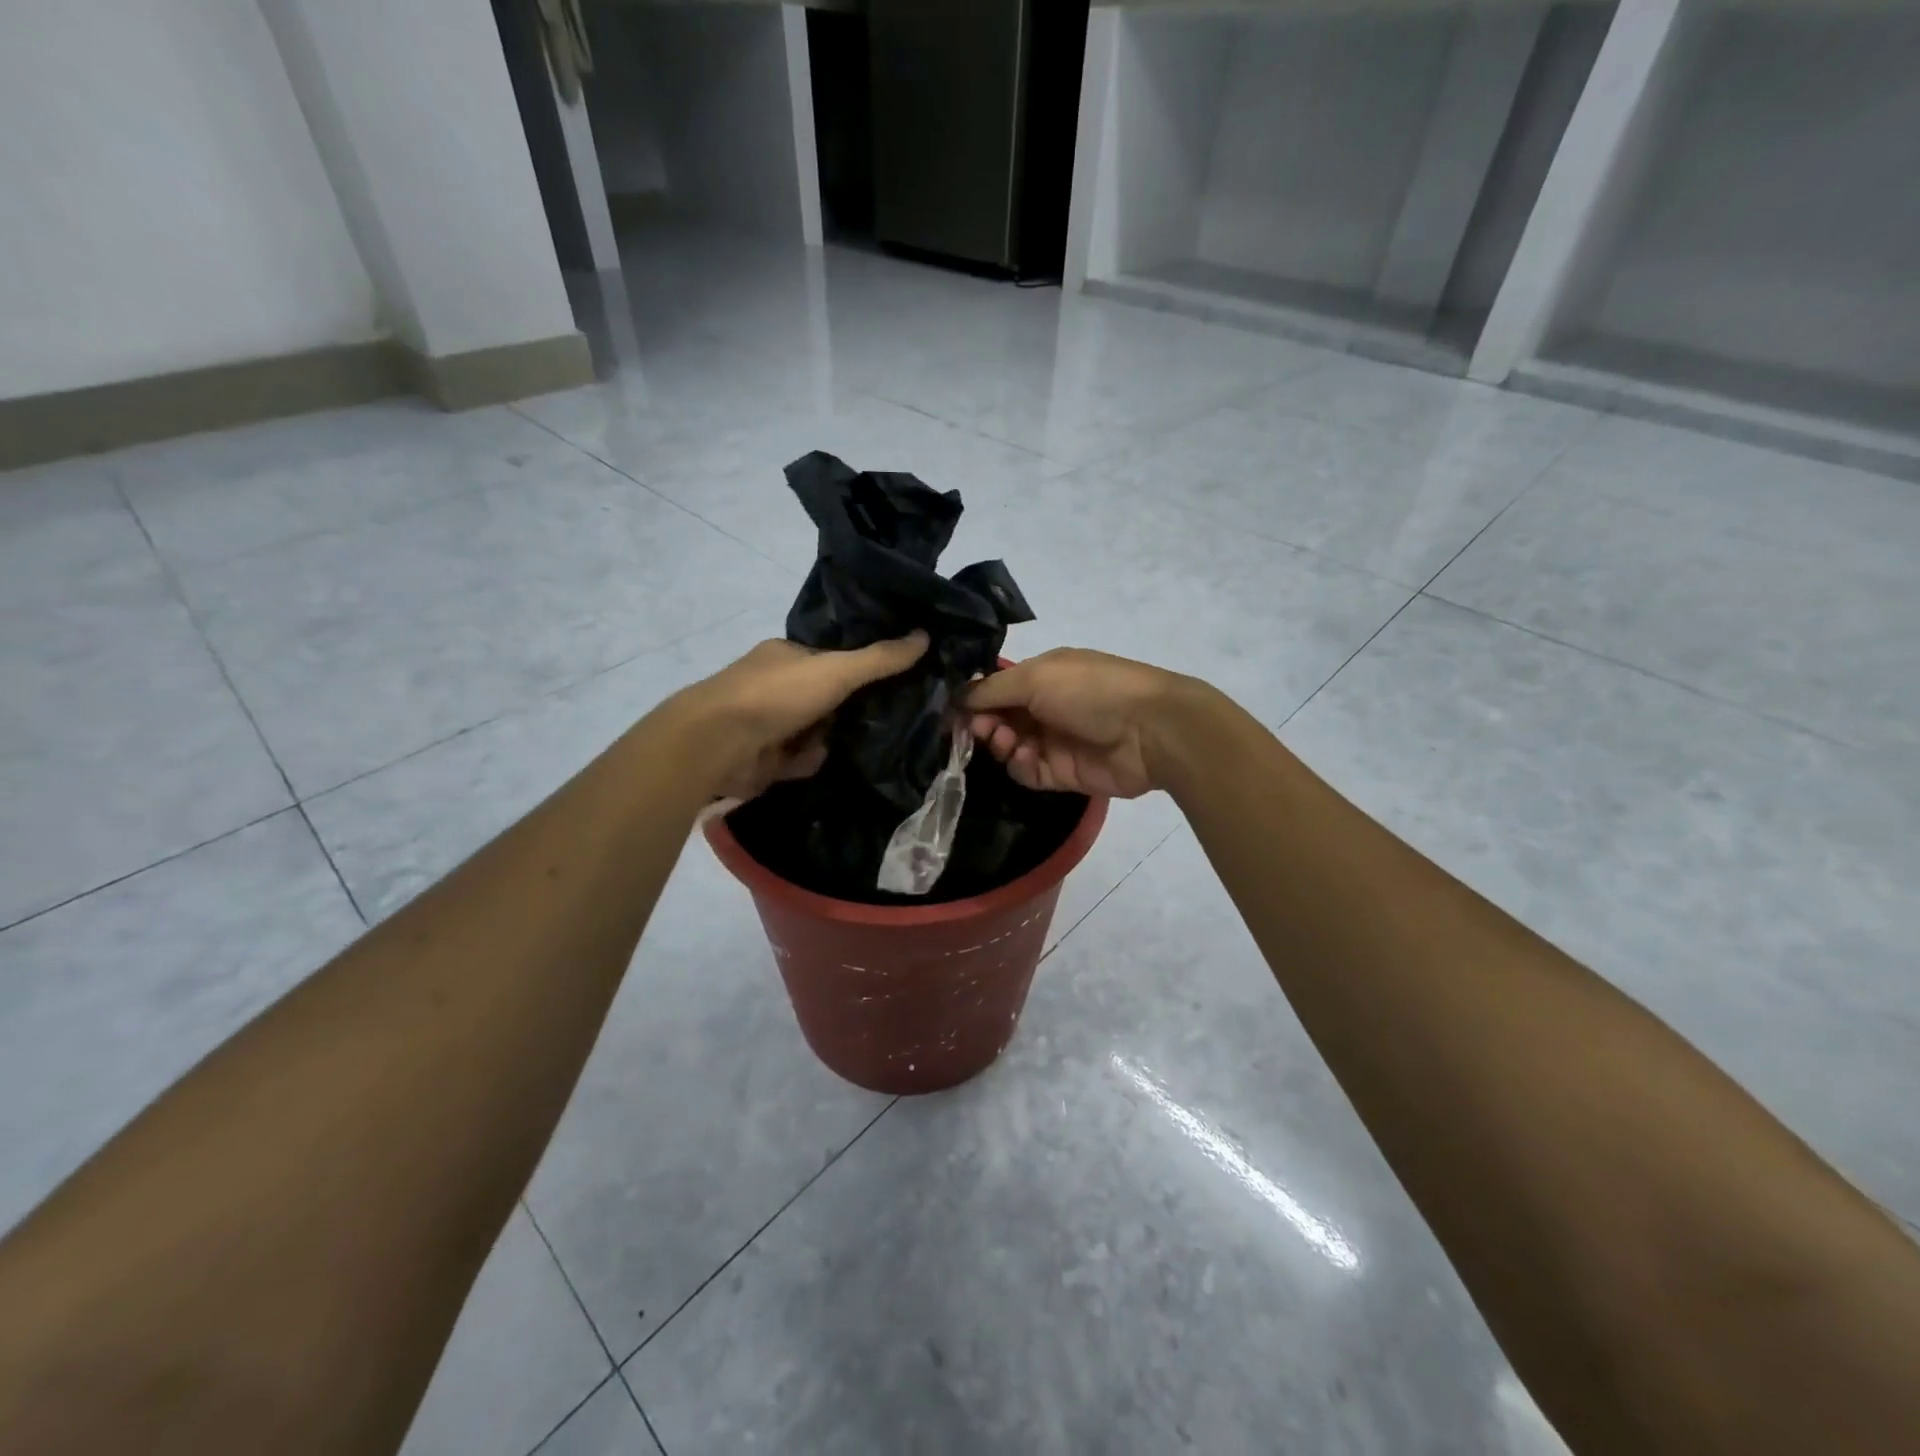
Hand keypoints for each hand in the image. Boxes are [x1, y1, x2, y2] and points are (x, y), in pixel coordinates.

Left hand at [666, 634, 928, 801]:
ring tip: (868, 744)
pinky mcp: (763, 758)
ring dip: (831, 738)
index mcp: (787, 656)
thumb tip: (925, 635)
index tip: (896, 681)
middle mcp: (776, 686)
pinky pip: (799, 759)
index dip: (861, 669)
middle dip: (851, 709)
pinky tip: (820, 761)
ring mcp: (767, 723)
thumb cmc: (777, 694)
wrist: (719, 743)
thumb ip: (880, 659)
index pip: (832, 659)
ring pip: (815, 731)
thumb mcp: (837, 670)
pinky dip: (808, 760)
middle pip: (826, 697)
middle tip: (891, 718)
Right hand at [964, 648, 1188, 798]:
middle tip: (979, 729)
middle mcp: (1045, 706)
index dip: (975, 699)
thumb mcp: (1036, 677)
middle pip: (998, 719)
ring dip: (1000, 744)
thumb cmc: (1090, 691)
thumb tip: (957, 698)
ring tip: (1005, 741)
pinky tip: (1025, 757)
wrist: (1149, 731)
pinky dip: (1020, 766)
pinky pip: (1027, 772)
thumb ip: (992, 690)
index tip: (955, 711)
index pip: (997, 688)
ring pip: (1009, 747)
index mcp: (1043, 675)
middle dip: (983, 723)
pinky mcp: (1063, 772)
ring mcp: (1054, 740)